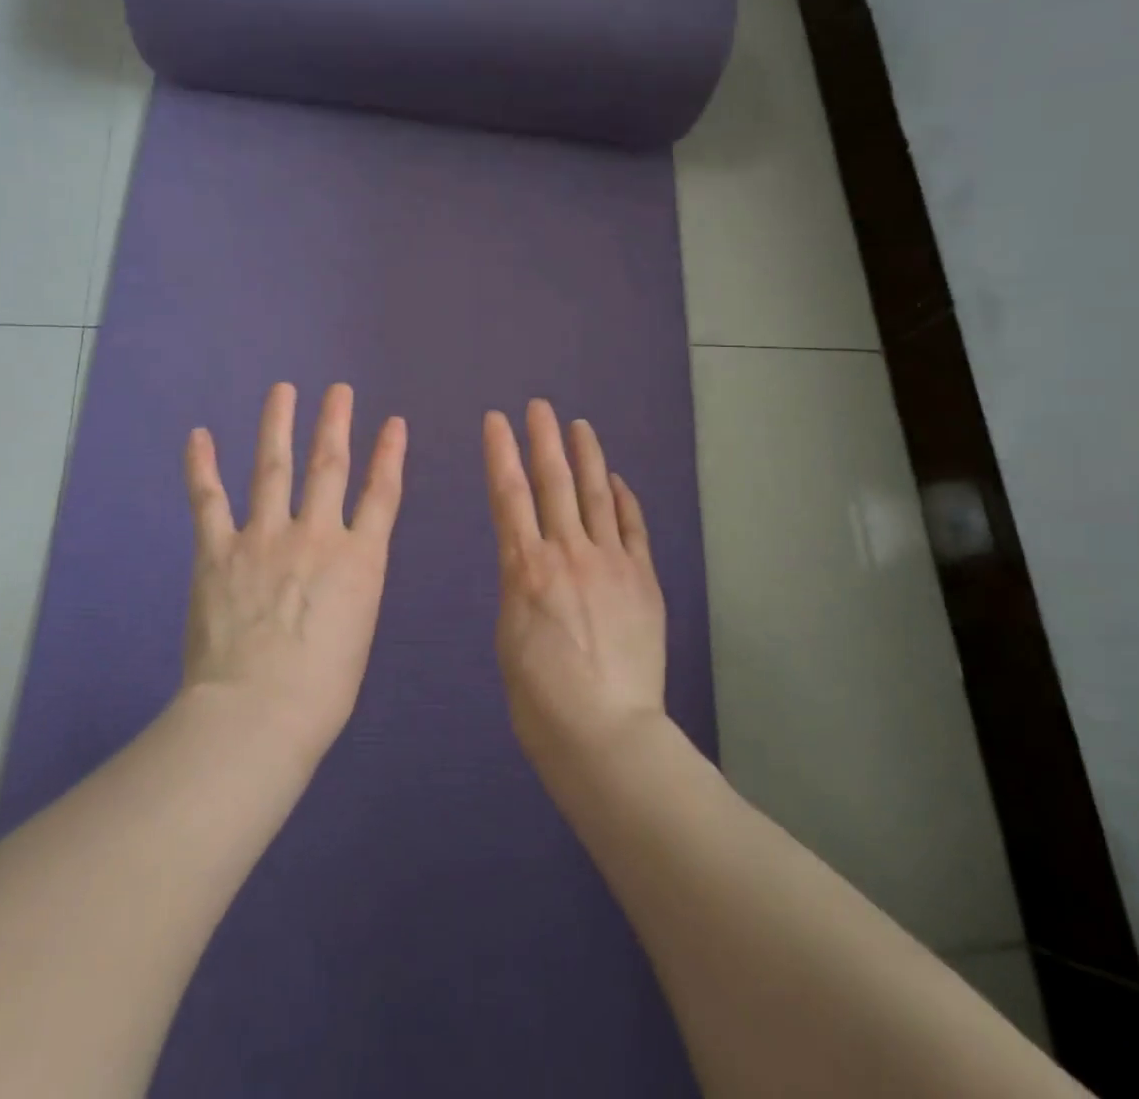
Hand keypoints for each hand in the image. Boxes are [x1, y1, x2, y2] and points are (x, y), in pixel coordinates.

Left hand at [181, 383, 406, 753]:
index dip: (390, 454)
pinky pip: (209, 500)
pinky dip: (202, 466)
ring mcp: (264, 537)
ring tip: (283, 391)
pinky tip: (199, 436)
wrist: (258, 711)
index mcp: (360, 559)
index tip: (393, 422)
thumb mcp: (358, 631)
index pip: (382, 494)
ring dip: (278, 425)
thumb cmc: (322, 689)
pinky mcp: (218, 551)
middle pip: (329, 466)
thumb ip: (350, 589)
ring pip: (274, 468)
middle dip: (335, 424)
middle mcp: (316, 535)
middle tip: (338, 390)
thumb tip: (338, 572)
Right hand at [483, 400, 667, 766]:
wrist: (605, 731)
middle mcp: (567, 552)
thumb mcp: (509, 635)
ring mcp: (611, 562)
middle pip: (553, 482)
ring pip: (596, 495)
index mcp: (525, 567)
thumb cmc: (539, 697)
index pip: (509, 494)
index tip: (496, 421)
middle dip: (543, 440)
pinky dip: (624, 500)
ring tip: (579, 426)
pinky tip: (617, 480)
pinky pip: (632, 528)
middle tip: (539, 407)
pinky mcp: (643, 579)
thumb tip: (530, 563)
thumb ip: (520, 586)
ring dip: (586, 457)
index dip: (501, 453)